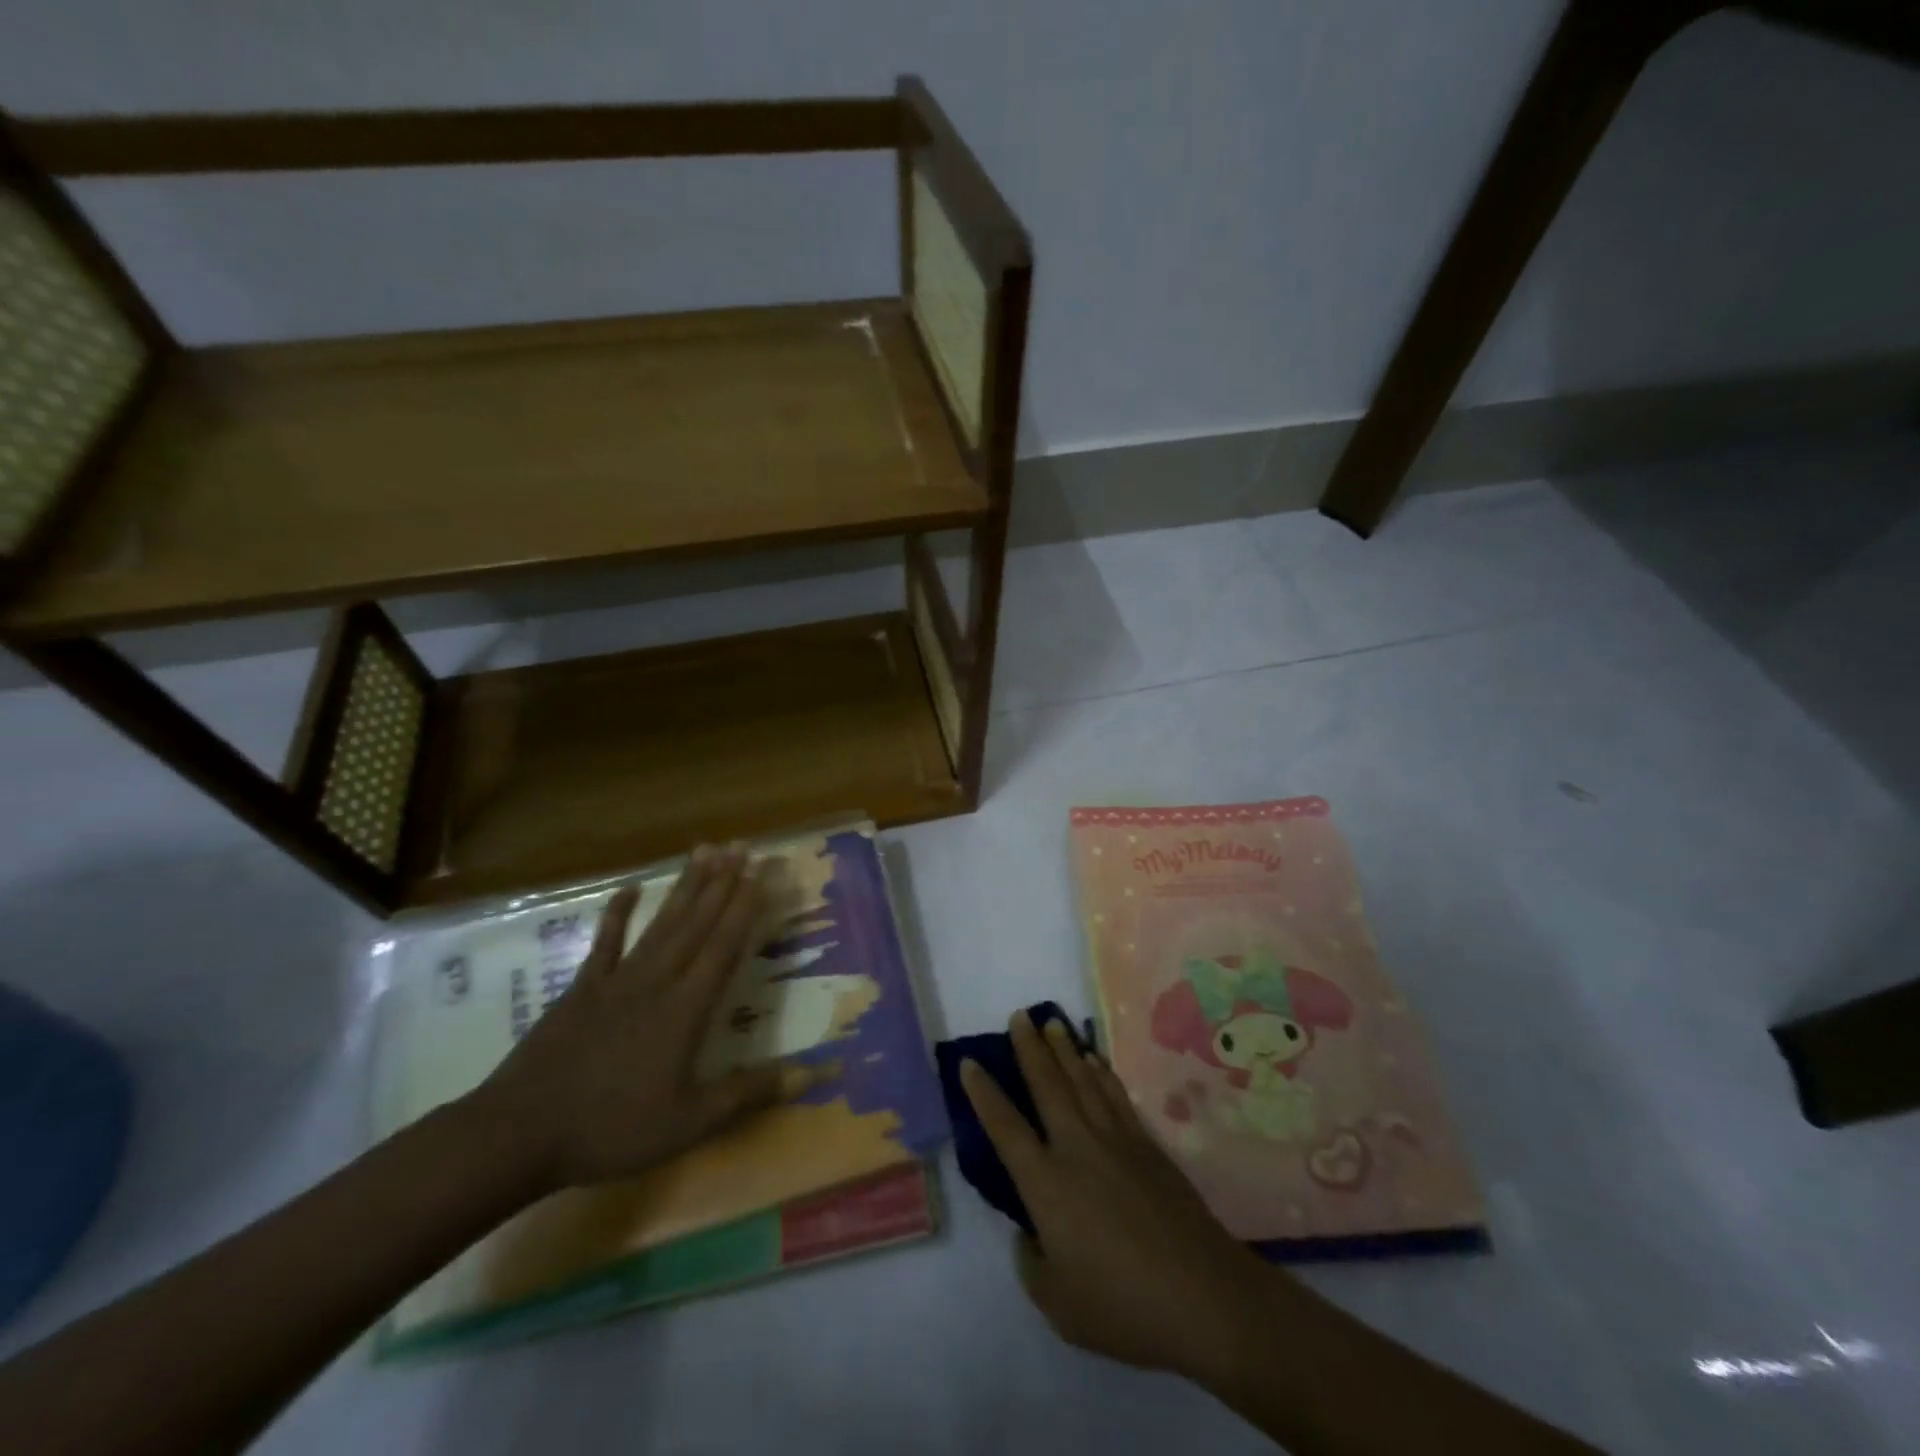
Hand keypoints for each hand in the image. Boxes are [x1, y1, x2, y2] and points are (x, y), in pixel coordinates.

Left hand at [469, 843, 817, 1193]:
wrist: (518, 1133)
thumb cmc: (612, 1128)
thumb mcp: (690, 1122)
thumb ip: (750, 1093)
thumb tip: (814, 1075)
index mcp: (685, 1009)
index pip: (725, 947)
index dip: (747, 908)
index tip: (764, 874)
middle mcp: (657, 981)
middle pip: (697, 924)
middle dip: (723, 883)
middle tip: (742, 846)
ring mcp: (617, 980)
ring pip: (662, 923)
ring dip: (686, 887)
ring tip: (705, 850)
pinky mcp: (582, 988)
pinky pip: (605, 943)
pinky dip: (617, 914)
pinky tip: (628, 888)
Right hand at [961, 1014, 1292, 1385]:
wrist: (1202, 1295)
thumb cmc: (1122, 1306)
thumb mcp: (1058, 1305)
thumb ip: (1033, 1264)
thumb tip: (1030, 1235)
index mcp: (1045, 1184)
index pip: (1004, 1128)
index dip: (983, 1094)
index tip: (969, 1062)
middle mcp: (1075, 1147)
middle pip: (1046, 1085)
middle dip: (1029, 1048)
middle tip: (1019, 1015)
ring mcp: (1115, 1140)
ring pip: (1082, 1081)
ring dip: (1064, 1049)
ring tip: (1052, 1022)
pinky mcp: (1147, 1145)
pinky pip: (1116, 1096)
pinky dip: (1101, 1073)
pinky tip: (1094, 1060)